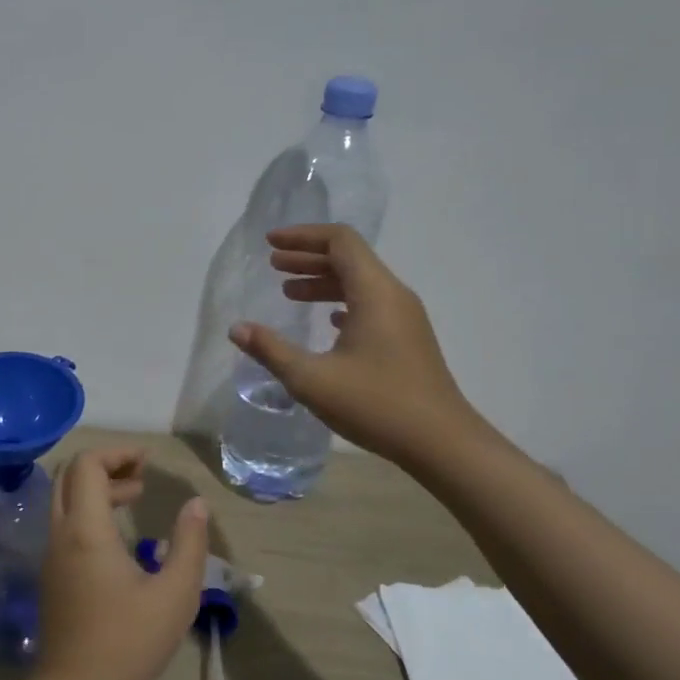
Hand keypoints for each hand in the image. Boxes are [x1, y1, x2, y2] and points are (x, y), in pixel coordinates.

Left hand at [35, 448, 209, 679]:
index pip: (87, 466)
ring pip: (65, 499)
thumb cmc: (127, 643)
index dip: (116, 454)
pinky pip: (65, 523)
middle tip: (142, 476)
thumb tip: (196, 503)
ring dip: (97, 488)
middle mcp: (61, 533)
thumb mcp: (175, 595)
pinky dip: (89, 510)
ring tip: (136, 496)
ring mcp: (51, 555)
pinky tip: (119, 534)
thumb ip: (189, 544)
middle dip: (106, 466)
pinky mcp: (51, 574)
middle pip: (70, 476)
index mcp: (86, 529)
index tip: (147, 462)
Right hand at [227, 224, 475, 467]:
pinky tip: (326, 321)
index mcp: (375, 292)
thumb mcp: (312, 379)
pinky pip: (370, 304)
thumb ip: (271, 350)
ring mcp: (405, 318)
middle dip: (308, 257)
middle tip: (273, 264)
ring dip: (323, 281)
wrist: (442, 443)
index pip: (340, 241)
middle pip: (350, 258)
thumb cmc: (376, 404)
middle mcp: (393, 295)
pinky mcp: (407, 339)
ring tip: (288, 291)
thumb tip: (237, 329)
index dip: (303, 236)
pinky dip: (341, 302)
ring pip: (360, 282)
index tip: (271, 243)